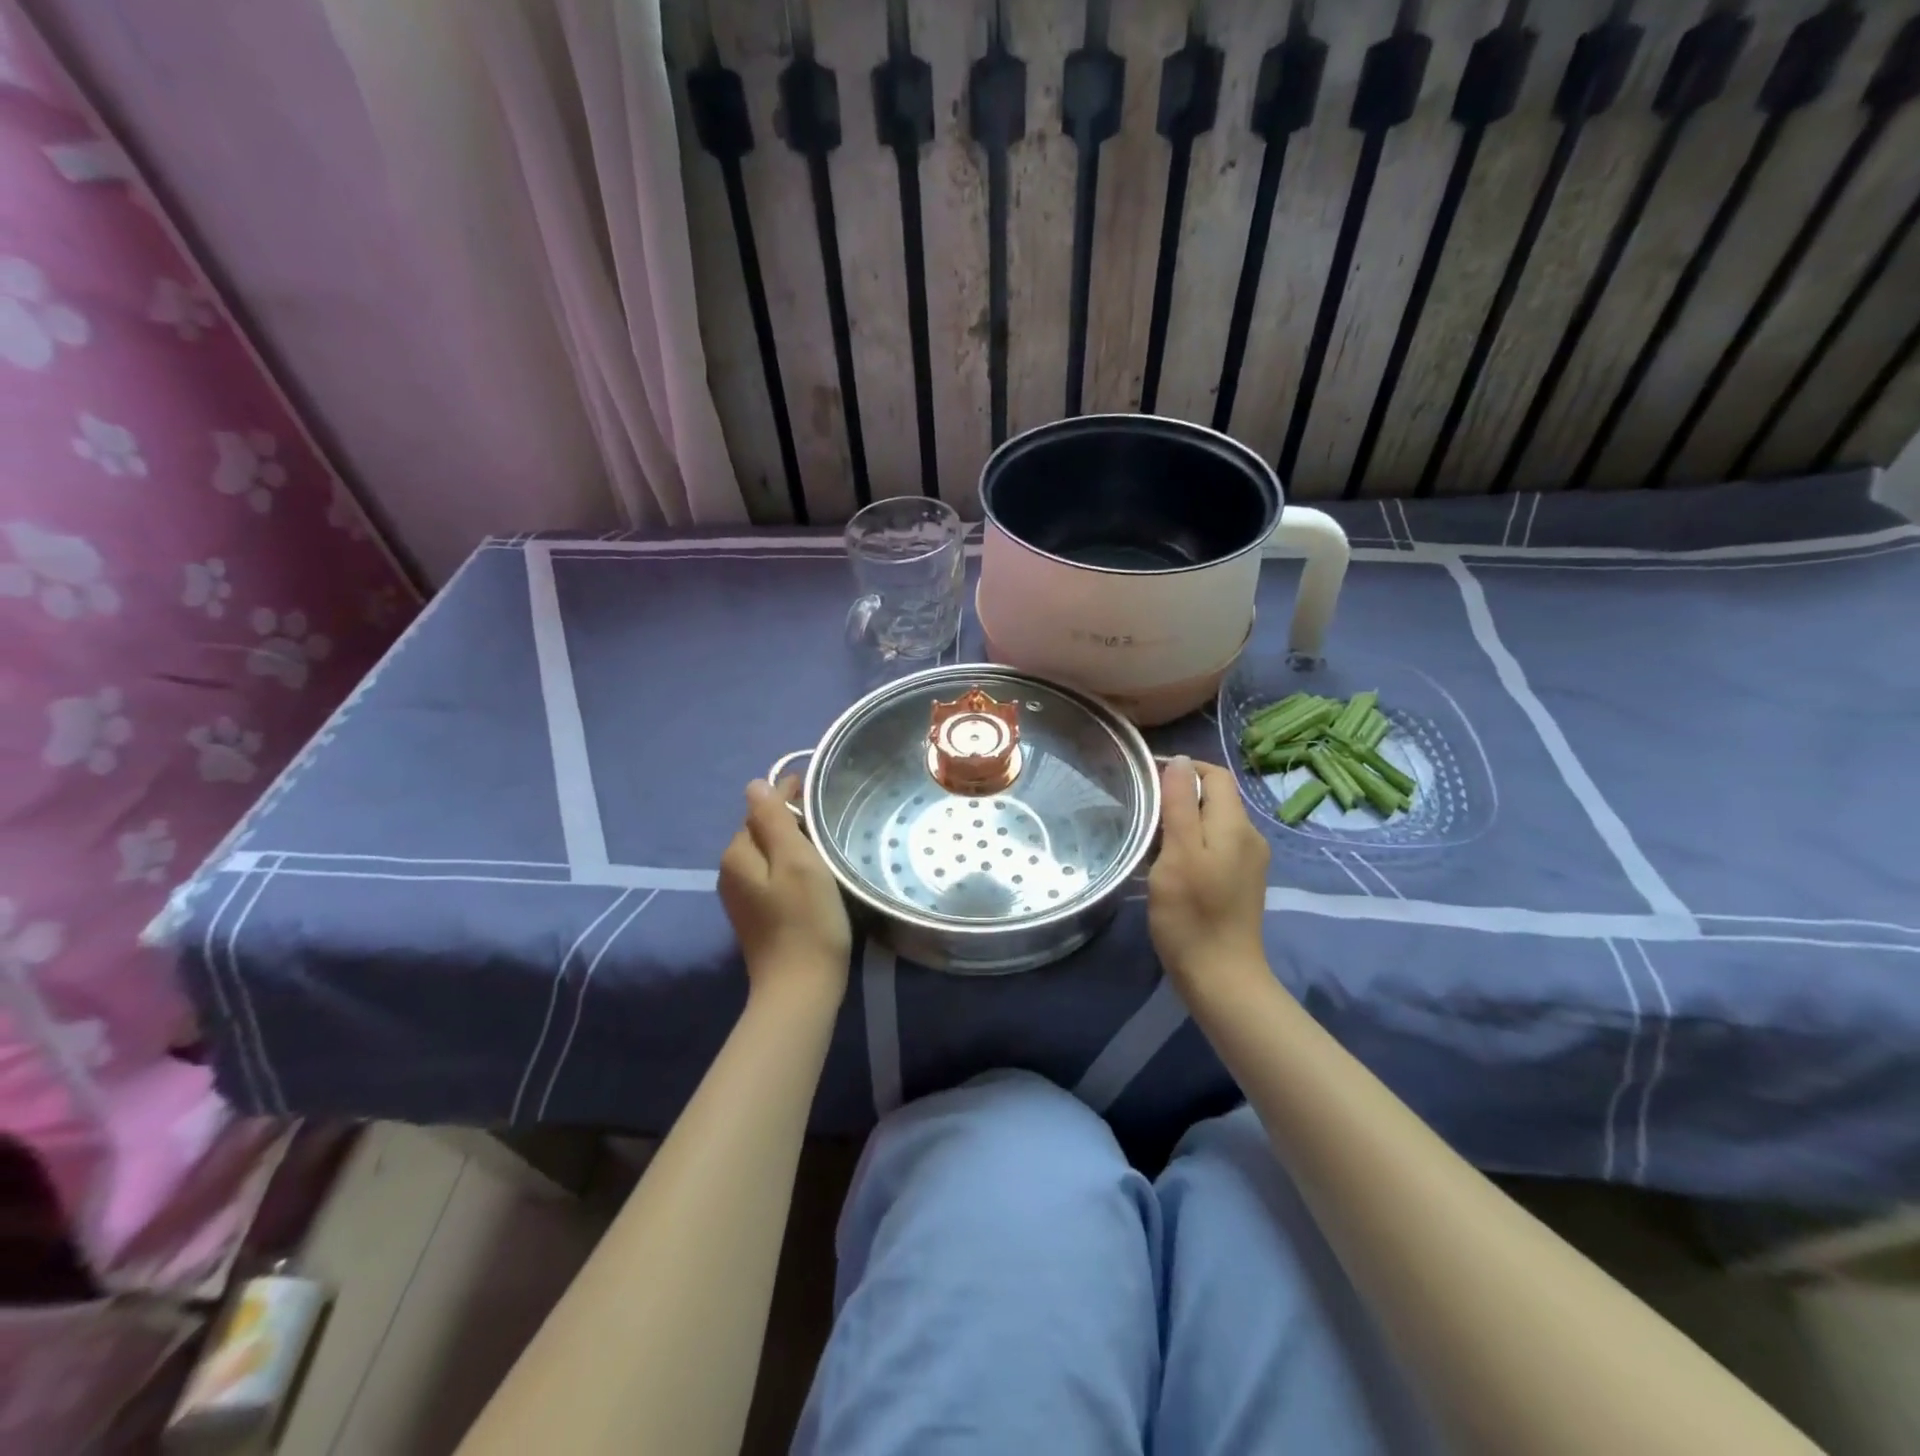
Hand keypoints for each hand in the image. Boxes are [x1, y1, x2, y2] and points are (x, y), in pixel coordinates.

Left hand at [719, 778, 851, 1002]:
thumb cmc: (807, 920)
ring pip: (768, 853)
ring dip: (792, 844)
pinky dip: (790, 867)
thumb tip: (754, 785)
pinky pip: (772, 876)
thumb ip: (773, 819)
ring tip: (826, 843)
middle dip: (790, 819)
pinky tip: (814, 875)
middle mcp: (731, 871)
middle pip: (762, 830)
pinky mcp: (756, 915)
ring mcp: (741, 896)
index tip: (820, 793)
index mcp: (738, 853)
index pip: (761, 808)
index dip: (789, 795)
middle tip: (828, 819)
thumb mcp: (796, 861)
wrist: (801, 988)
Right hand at [1148, 756, 1270, 997]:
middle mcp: (1249, 837)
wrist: (1221, 978)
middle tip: (1141, 809)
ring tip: (1148, 833)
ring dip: (1183, 819)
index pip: (1215, 775)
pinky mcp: (1240, 882)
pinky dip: (1191, 842)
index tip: (1146, 780)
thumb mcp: (1179, 853)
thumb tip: (1179, 760)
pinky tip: (1168, 860)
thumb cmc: (1192, 914)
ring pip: (1214, 822)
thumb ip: (1180, 804)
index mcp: (1236, 825)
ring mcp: (1248, 861)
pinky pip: (1215, 845)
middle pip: (1216, 796)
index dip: (1182, 768)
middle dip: (1179, 793)